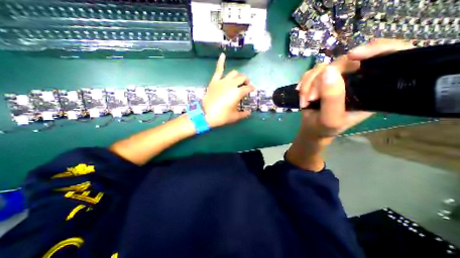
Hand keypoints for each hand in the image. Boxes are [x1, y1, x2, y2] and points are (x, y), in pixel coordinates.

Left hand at [202, 52, 254, 127]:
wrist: (206, 115)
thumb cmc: (222, 116)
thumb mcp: (235, 117)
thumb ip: (244, 114)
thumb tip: (249, 112)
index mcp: (237, 93)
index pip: (248, 88)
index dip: (252, 89)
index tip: (253, 90)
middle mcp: (231, 84)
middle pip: (242, 78)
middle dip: (246, 81)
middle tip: (246, 85)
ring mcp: (222, 81)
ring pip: (233, 73)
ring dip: (238, 75)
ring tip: (238, 79)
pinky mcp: (214, 81)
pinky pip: (218, 69)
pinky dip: (221, 62)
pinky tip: (223, 55)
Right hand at [297, 40, 415, 141]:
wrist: (311, 128)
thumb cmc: (324, 127)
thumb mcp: (330, 118)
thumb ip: (332, 98)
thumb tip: (328, 70)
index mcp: (370, 89)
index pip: (389, 57)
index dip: (376, 49)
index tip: (353, 56)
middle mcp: (355, 79)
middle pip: (344, 62)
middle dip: (321, 80)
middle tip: (311, 98)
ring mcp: (336, 78)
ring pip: (323, 67)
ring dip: (309, 84)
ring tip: (305, 101)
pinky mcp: (322, 79)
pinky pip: (312, 72)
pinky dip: (304, 83)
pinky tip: (302, 94)